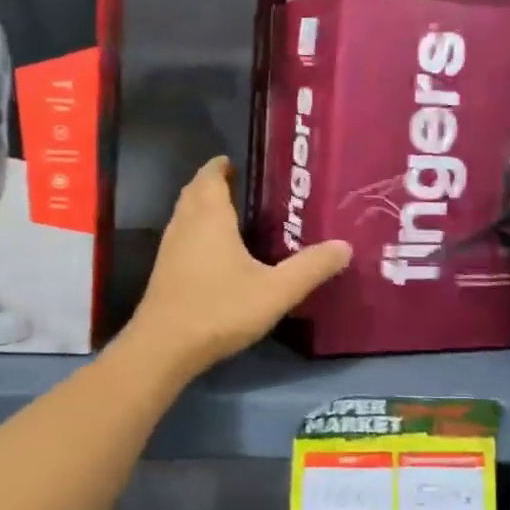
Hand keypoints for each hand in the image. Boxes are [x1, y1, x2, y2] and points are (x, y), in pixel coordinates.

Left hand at [127, 156, 350, 374]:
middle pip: (194, 192)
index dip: (221, 166)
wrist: (164, 347)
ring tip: (231, 214)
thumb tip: (345, 246)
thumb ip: (311, 268)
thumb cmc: (220, 309)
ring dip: (202, 207)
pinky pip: (182, 237)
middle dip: (212, 183)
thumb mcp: (276, 291)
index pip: (210, 176)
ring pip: (185, 215)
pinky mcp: (164, 272)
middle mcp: (185, 224)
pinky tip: (215, 252)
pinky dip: (197, 232)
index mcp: (210, 217)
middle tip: (240, 185)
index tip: (237, 162)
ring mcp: (170, 248)